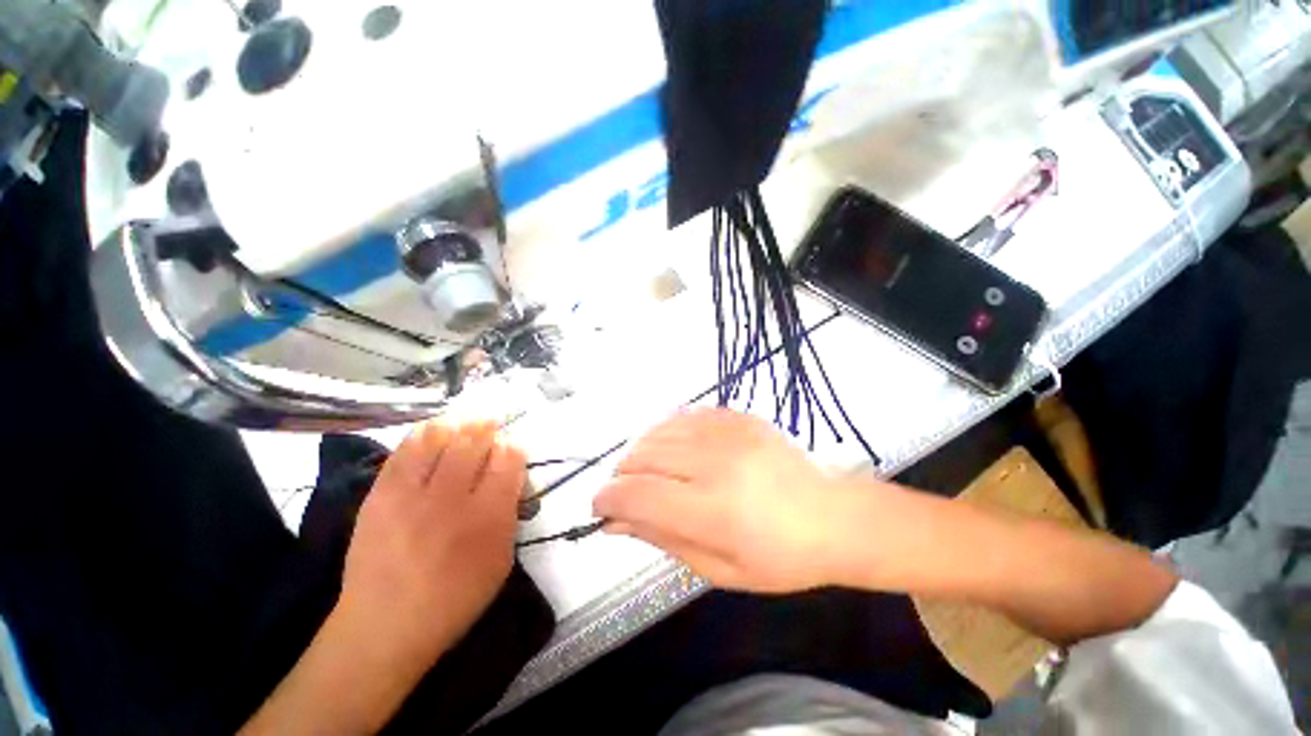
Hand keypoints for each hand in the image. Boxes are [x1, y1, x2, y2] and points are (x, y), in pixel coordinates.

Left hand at [337, 420, 524, 663]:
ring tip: (465, 422)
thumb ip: (511, 514)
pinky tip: (434, 430)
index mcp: (488, 516)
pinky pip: (405, 450)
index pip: (509, 459)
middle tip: (492, 425)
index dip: (513, 447)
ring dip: (458, 425)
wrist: (384, 625)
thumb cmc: (454, 598)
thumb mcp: (501, 561)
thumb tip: (511, 480)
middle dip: (488, 428)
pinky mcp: (380, 495)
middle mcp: (452, 498)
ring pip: (440, 438)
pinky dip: (423, 433)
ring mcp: (411, 494)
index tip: (511, 449)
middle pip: (475, 441)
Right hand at [594, 408, 890, 592]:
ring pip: (658, 431)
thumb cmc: (779, 558)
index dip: (607, 500)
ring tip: (649, 473)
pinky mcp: (737, 416)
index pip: (637, 494)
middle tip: (629, 495)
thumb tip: (616, 521)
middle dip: (622, 476)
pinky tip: (673, 450)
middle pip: (642, 456)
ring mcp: (728, 431)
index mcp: (713, 509)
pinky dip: (666, 433)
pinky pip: (683, 415)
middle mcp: (716, 461)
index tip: (600, 510)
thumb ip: (662, 539)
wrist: (832, 516)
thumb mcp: (717, 569)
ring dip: (641, 453)